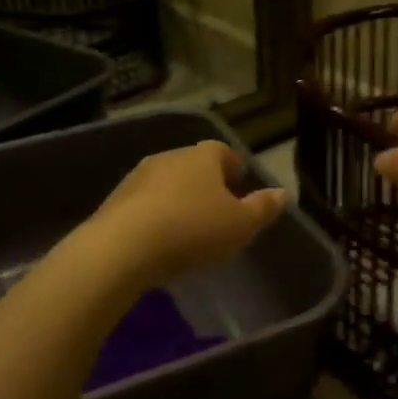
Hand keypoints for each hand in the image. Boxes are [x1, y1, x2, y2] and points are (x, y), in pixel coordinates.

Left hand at [83, 141, 287, 287]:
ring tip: (188, 225)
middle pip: (192, 164)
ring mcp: (137, 177)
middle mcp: (169, 157)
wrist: (123, 247)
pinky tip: (159, 238)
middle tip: (216, 206)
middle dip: (205, 182)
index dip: (232, 165)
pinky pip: (143, 203)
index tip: (239, 181)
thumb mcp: (240, 225)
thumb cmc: (193, 230)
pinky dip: (155, 214)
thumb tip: (283, 193)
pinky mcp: (114, 201)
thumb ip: (262, 208)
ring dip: (177, 198)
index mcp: (202, 157)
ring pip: (165, 182)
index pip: (222, 151)